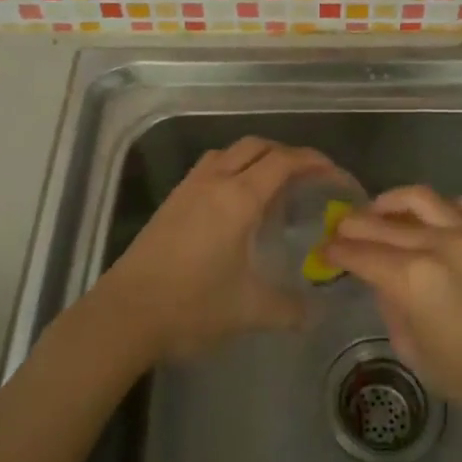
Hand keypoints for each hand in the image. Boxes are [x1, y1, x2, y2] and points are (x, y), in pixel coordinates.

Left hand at [94, 137, 340, 364]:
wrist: (125, 314)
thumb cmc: (192, 306)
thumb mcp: (250, 311)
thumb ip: (291, 309)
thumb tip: (317, 315)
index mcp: (239, 198)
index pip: (285, 161)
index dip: (315, 162)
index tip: (336, 176)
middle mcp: (214, 181)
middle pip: (257, 146)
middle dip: (288, 155)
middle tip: (309, 180)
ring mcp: (188, 188)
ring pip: (229, 153)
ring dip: (256, 158)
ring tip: (274, 187)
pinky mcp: (171, 202)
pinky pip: (209, 168)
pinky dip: (232, 170)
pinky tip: (235, 205)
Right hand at [324, 186, 461, 446]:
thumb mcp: (416, 352)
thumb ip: (392, 308)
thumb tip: (383, 281)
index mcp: (412, 279)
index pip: (359, 253)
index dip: (334, 251)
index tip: (321, 251)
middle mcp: (436, 244)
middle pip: (380, 221)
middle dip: (352, 224)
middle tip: (338, 231)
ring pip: (418, 197)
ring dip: (390, 202)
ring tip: (378, 213)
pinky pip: (456, 206)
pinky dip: (436, 209)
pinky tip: (428, 223)